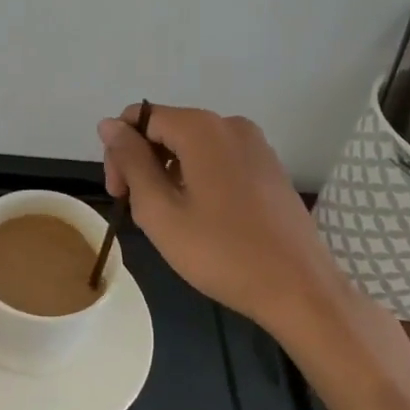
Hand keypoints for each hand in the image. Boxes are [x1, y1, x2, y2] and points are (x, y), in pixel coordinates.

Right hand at [99, 105, 344, 333]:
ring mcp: (256, 145)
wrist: (301, 291)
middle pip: (167, 129)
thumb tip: (108, 124)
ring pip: (192, 147)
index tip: (120, 194)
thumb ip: (130, 161)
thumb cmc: (222, 252)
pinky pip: (219, 159)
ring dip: (170, 175)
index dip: (119, 152)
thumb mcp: (160, 210)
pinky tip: (203, 219)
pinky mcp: (270, 167)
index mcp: (201, 128)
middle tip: (140, 213)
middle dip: (144, 164)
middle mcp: (230, 124)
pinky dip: (199, 179)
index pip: (140, 118)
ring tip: (172, 222)